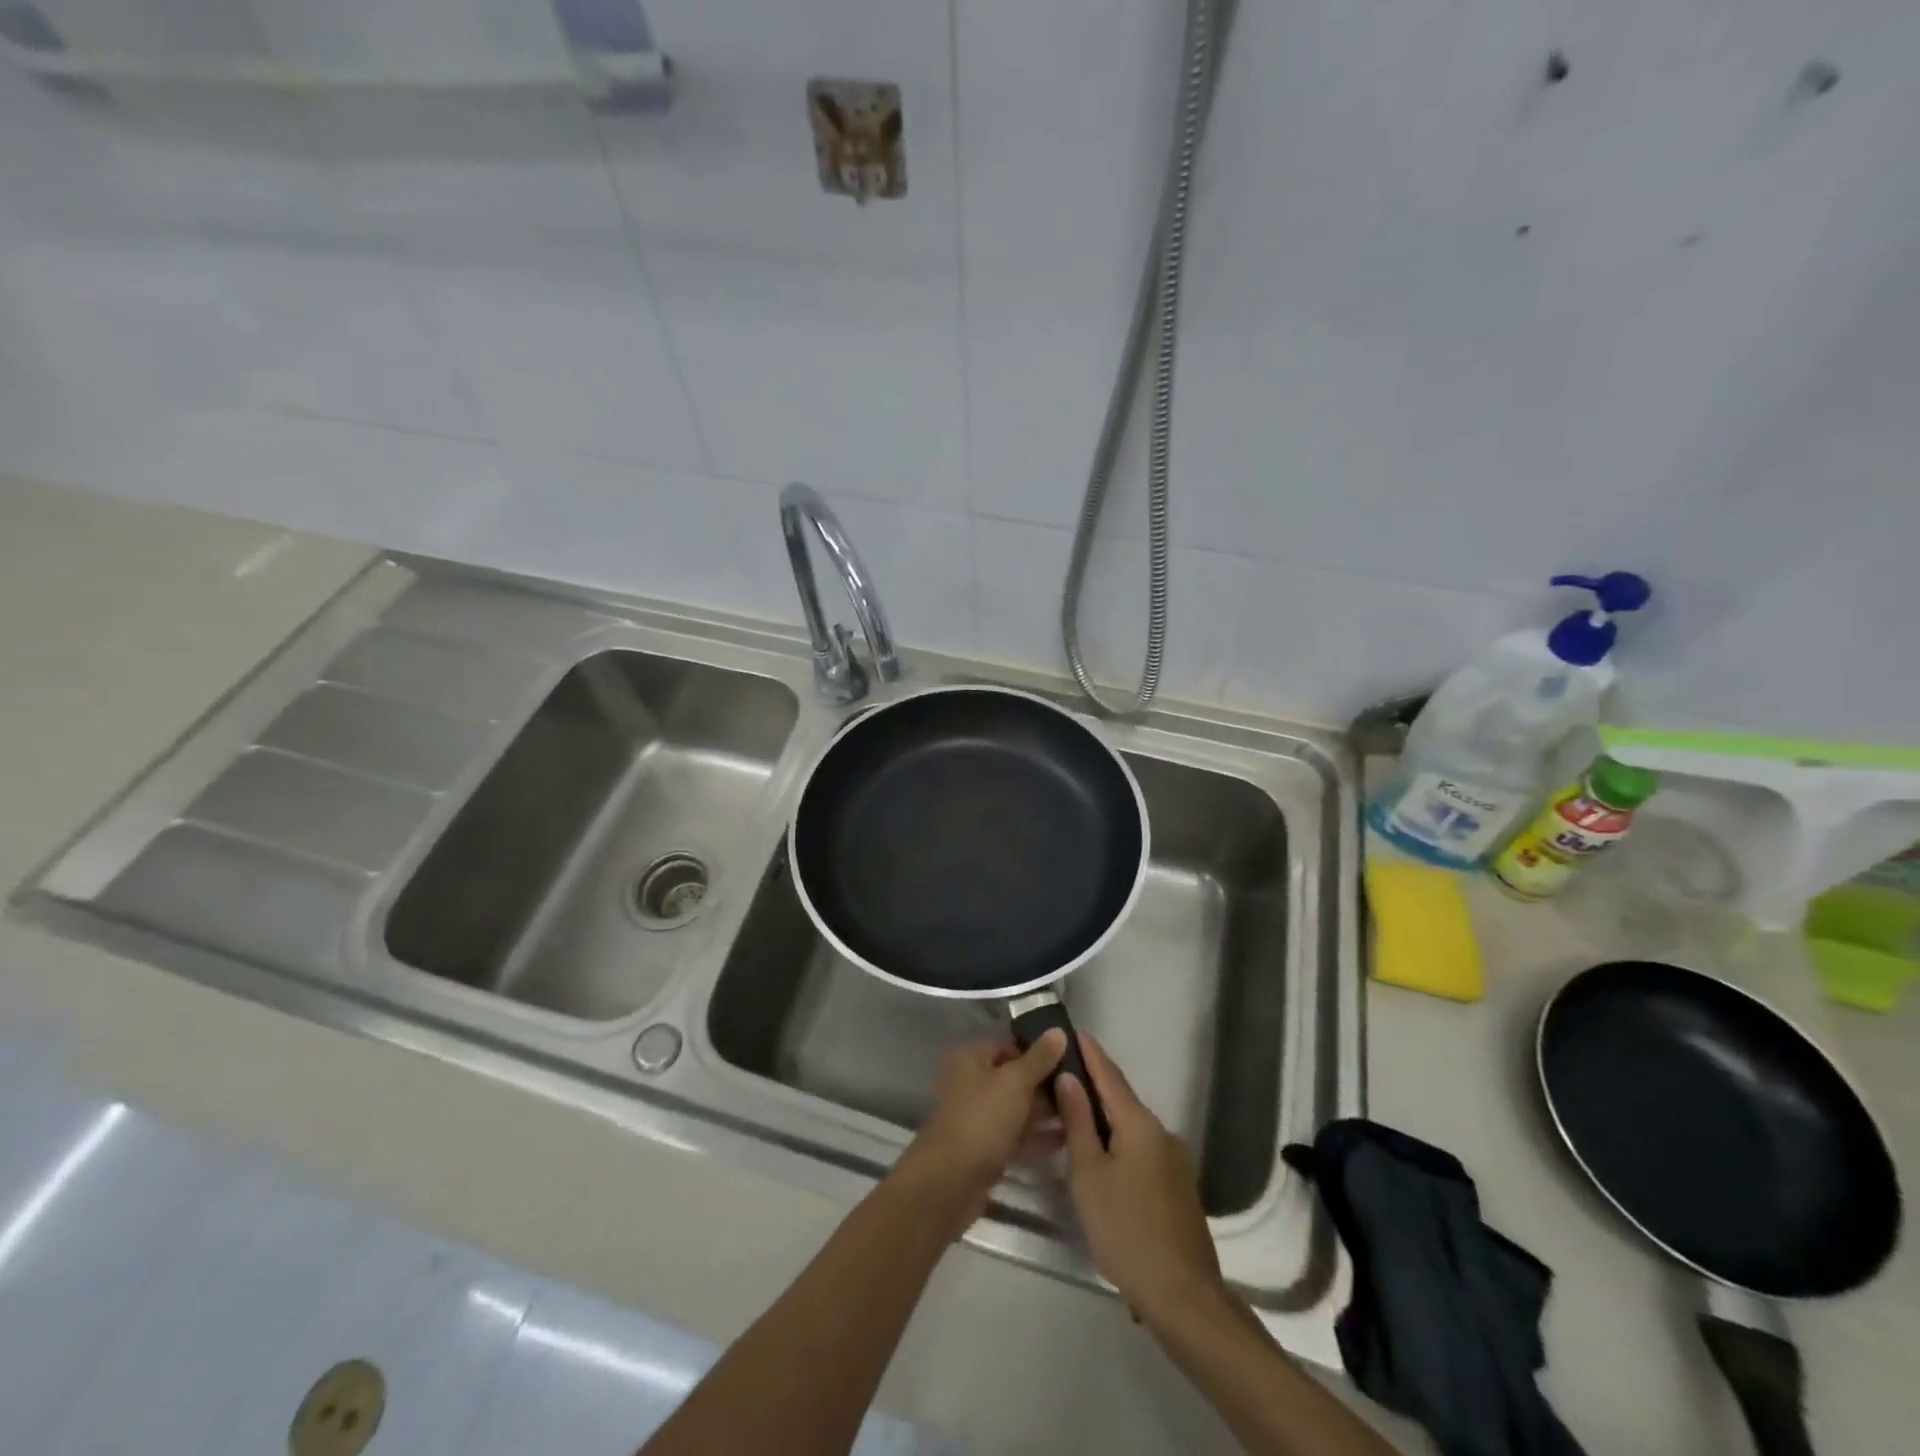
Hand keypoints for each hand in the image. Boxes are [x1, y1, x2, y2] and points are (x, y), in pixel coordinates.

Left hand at [893, 1032, 1066, 1238]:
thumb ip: (1039, 1058)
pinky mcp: (985, 1150)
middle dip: (1044, 1085)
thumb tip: (1059, 1031)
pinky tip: (1067, 1140)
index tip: (1069, 1061)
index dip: (1037, 1052)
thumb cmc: (982, 1119)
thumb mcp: (1015, 1082)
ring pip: (1016, 1110)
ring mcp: (978, 1119)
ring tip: (1082, 1114)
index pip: (1008, 1047)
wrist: (951, 1181)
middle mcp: (972, 1084)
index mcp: (971, 1059)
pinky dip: (1037, 1137)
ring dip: (1044, 1112)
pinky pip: (1016, 1137)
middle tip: (1082, 1089)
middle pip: (1013, 1079)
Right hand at [1055, 1033, 1226, 1326]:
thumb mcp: (1089, 1173)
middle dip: (1092, 1084)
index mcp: (1139, 1123)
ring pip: (1130, 1127)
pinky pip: (1141, 1149)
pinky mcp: (1176, 1186)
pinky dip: (1117, 1142)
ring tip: (1070, 1117)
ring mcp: (1173, 1160)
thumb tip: (1069, 1077)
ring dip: (1102, 1118)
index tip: (1073, 1030)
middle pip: (1121, 1099)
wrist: (1183, 1295)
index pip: (1109, 1075)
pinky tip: (1099, 1157)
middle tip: (1060, 1074)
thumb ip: (1078, 1121)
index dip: (1090, 1052)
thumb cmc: (1125, 1228)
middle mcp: (1161, 1132)